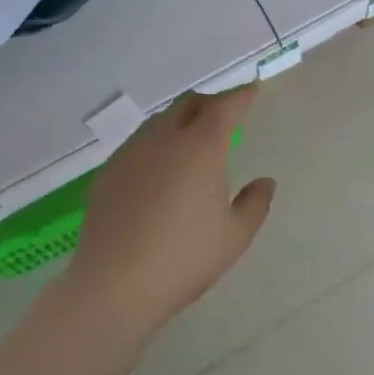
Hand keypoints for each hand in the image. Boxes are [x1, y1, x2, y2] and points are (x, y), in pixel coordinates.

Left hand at [63, 84, 274, 330]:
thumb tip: (265, 182)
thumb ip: (255, 204)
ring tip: (191, 142)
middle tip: (224, 117)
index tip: (253, 90)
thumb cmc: (184, 259)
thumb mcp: (234, 236)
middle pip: (189, 103)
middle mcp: (164, 139)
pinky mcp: (108, 172)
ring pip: (159, 121)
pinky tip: (158, 172)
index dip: (242, 96)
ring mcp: (130, 153)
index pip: (226, 107)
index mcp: (201, 147)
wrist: (114, 284)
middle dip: (210, 103)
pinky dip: (156, 145)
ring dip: (180, 121)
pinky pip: (138, 144)